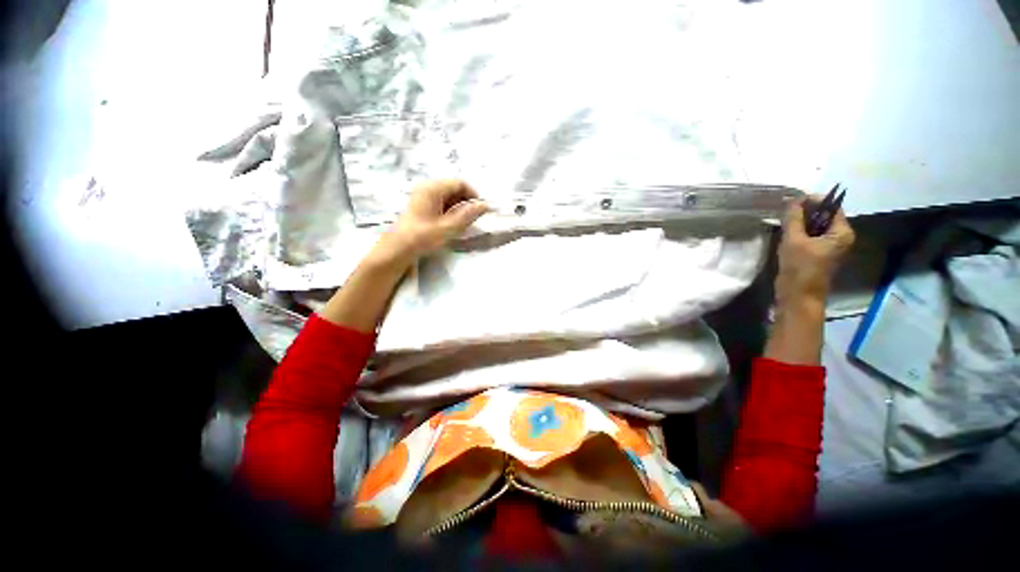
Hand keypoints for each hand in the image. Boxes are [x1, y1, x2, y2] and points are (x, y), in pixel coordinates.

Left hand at [370, 179, 488, 265]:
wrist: (400, 248)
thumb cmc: (424, 236)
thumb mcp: (450, 227)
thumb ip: (469, 215)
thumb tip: (485, 205)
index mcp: (433, 188)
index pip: (460, 183)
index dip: (473, 195)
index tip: (481, 210)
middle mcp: (427, 187)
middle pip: (453, 188)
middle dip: (466, 201)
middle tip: (473, 218)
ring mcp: (423, 196)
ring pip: (448, 196)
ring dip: (458, 207)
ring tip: (464, 223)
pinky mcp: (421, 205)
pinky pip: (441, 202)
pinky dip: (450, 210)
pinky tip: (452, 223)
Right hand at [775, 196, 854, 305]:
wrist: (797, 296)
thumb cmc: (800, 268)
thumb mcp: (794, 240)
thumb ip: (794, 219)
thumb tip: (793, 200)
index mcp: (842, 233)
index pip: (831, 207)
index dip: (813, 200)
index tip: (792, 200)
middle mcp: (839, 237)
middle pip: (824, 216)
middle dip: (805, 211)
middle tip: (784, 210)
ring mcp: (828, 246)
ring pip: (815, 226)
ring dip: (800, 222)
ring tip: (783, 220)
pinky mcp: (817, 254)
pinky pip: (809, 236)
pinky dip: (798, 232)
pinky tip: (785, 233)